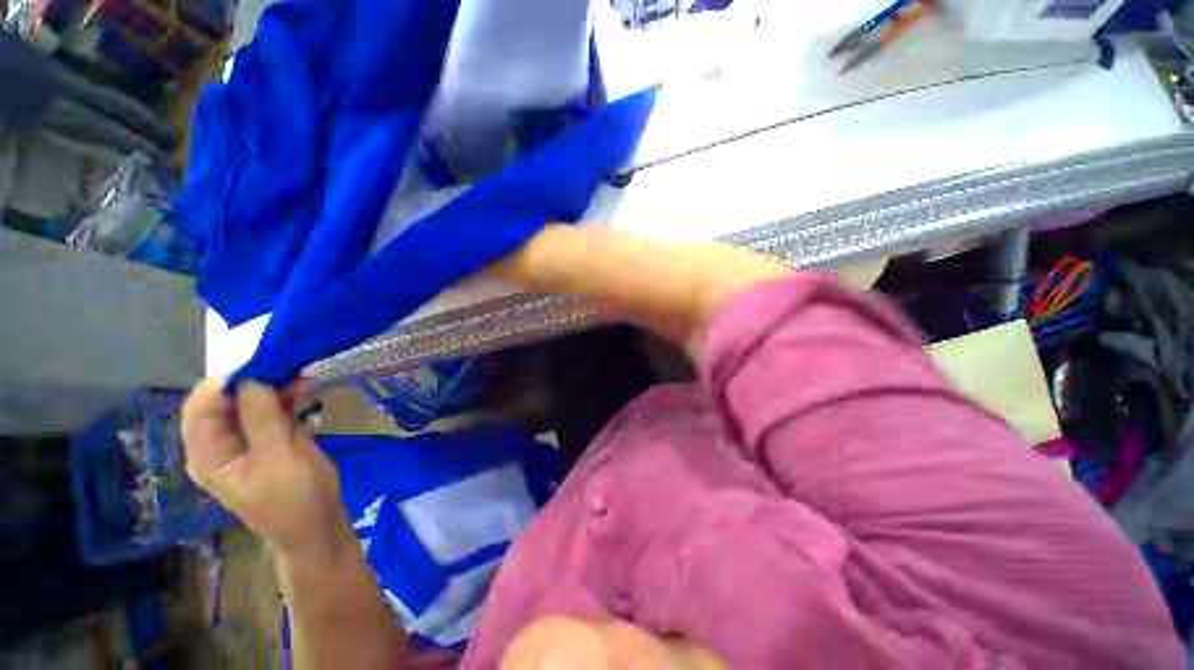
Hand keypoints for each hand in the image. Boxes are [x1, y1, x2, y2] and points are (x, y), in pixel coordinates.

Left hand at [181, 379, 352, 564]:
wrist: (318, 522)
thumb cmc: (293, 499)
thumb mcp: (278, 460)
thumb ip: (263, 420)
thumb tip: (252, 378)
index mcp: (209, 454)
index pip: (201, 408)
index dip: (223, 384)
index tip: (259, 365)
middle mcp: (222, 442)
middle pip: (226, 400)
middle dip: (254, 381)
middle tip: (287, 368)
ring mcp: (249, 438)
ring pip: (253, 400)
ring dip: (276, 386)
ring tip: (304, 380)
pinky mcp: (273, 436)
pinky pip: (274, 407)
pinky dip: (289, 395)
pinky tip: (307, 390)